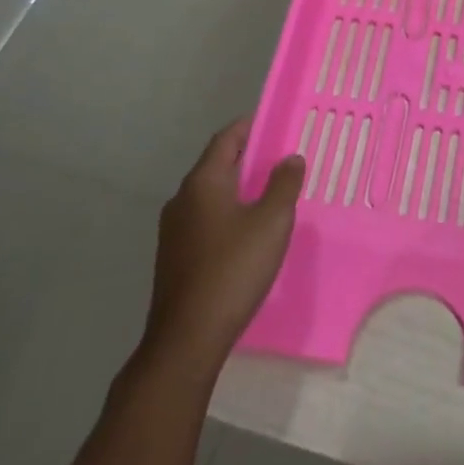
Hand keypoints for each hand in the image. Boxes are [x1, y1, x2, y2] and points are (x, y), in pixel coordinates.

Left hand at [144, 118, 304, 366]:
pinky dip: (227, 214)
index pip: (227, 138)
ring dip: (238, 189)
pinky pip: (205, 219)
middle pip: (217, 164)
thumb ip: (284, 184)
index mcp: (203, 181)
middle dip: (249, 159)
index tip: (277, 124)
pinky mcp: (174, 257)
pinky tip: (248, 233)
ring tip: (270, 195)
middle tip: (281, 160)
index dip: (251, 126)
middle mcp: (183, 198)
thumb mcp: (272, 222)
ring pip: (211, 194)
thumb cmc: (233, 270)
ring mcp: (174, 230)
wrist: (186, 340)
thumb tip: (289, 158)